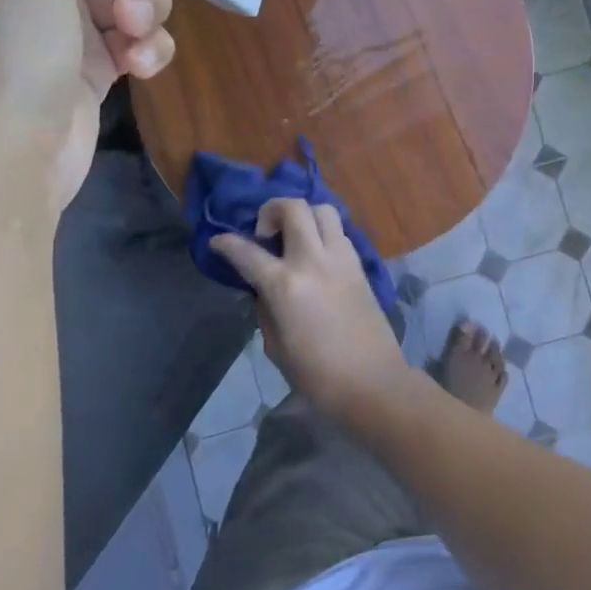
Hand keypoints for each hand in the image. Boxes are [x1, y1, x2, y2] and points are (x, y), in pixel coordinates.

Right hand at [210, 199, 412, 426]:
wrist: (373, 382)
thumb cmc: (317, 376)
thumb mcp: (276, 346)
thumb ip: (266, 309)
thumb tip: (264, 289)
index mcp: (286, 286)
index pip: (247, 252)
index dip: (226, 243)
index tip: (218, 241)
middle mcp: (313, 260)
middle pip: (293, 207)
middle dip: (270, 210)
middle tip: (264, 234)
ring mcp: (341, 258)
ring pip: (322, 209)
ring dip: (302, 215)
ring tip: (293, 237)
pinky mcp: (360, 264)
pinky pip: (338, 231)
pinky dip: (322, 232)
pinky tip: (316, 255)